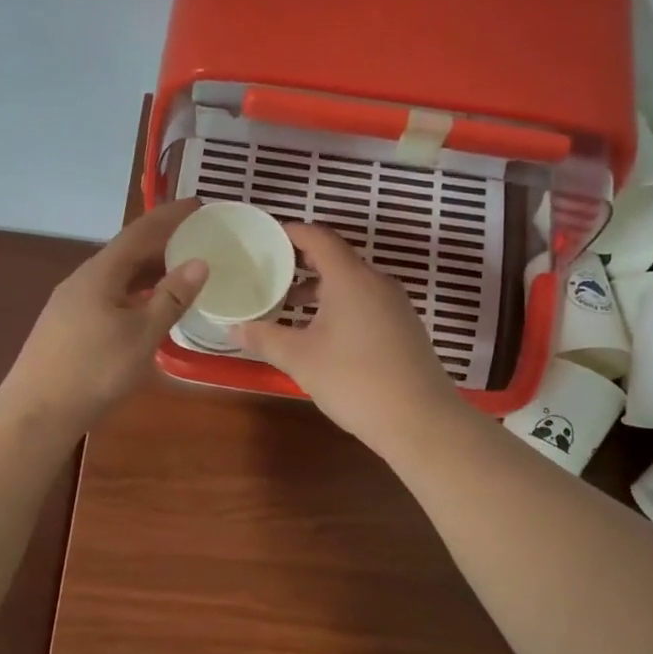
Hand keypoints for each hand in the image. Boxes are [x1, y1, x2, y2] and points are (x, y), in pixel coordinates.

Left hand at [0, 200, 208, 435]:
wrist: (37, 411)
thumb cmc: (95, 370)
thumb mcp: (142, 334)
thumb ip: (171, 298)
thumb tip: (200, 262)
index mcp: (101, 272)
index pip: (140, 231)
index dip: (170, 215)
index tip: (199, 204)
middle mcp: (83, 279)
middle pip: (127, 251)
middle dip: (162, 242)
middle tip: (197, 239)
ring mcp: (71, 303)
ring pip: (117, 276)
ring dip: (149, 270)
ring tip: (180, 271)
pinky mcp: (67, 325)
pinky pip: (109, 295)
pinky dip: (135, 292)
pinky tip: (146, 308)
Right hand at [237, 222, 462, 450]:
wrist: (420, 420)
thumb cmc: (354, 380)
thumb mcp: (300, 359)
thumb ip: (264, 337)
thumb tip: (233, 327)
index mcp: (350, 278)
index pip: (318, 238)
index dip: (290, 233)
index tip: (265, 238)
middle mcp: (377, 282)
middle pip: (336, 259)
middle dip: (301, 264)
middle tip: (269, 275)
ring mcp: (395, 305)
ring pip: (352, 284)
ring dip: (320, 289)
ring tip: (290, 309)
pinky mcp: (405, 328)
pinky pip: (366, 303)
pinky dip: (340, 306)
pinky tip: (323, 335)